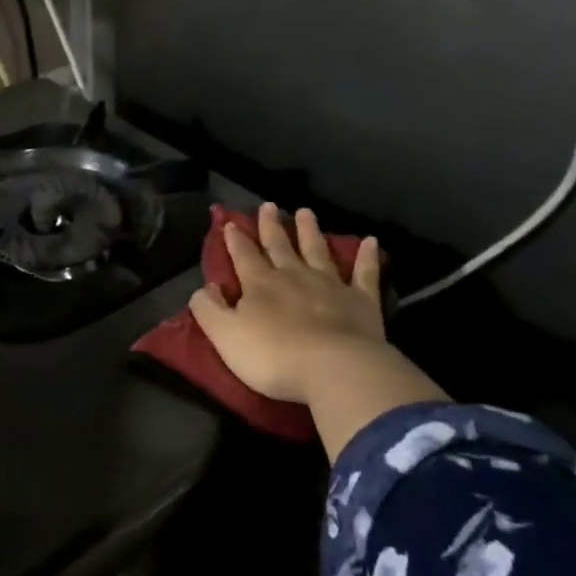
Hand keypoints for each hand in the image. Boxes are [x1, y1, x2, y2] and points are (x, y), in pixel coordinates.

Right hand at [190, 203, 384, 403]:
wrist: (333, 369)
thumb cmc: (273, 357)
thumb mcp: (225, 336)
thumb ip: (209, 310)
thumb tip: (204, 287)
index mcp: (259, 284)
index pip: (243, 255)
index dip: (235, 239)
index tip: (229, 223)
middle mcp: (293, 276)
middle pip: (279, 245)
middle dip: (270, 226)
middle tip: (268, 205)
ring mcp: (330, 285)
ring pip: (317, 250)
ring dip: (310, 231)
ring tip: (305, 212)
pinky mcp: (361, 300)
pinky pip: (365, 273)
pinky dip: (368, 256)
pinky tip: (371, 241)